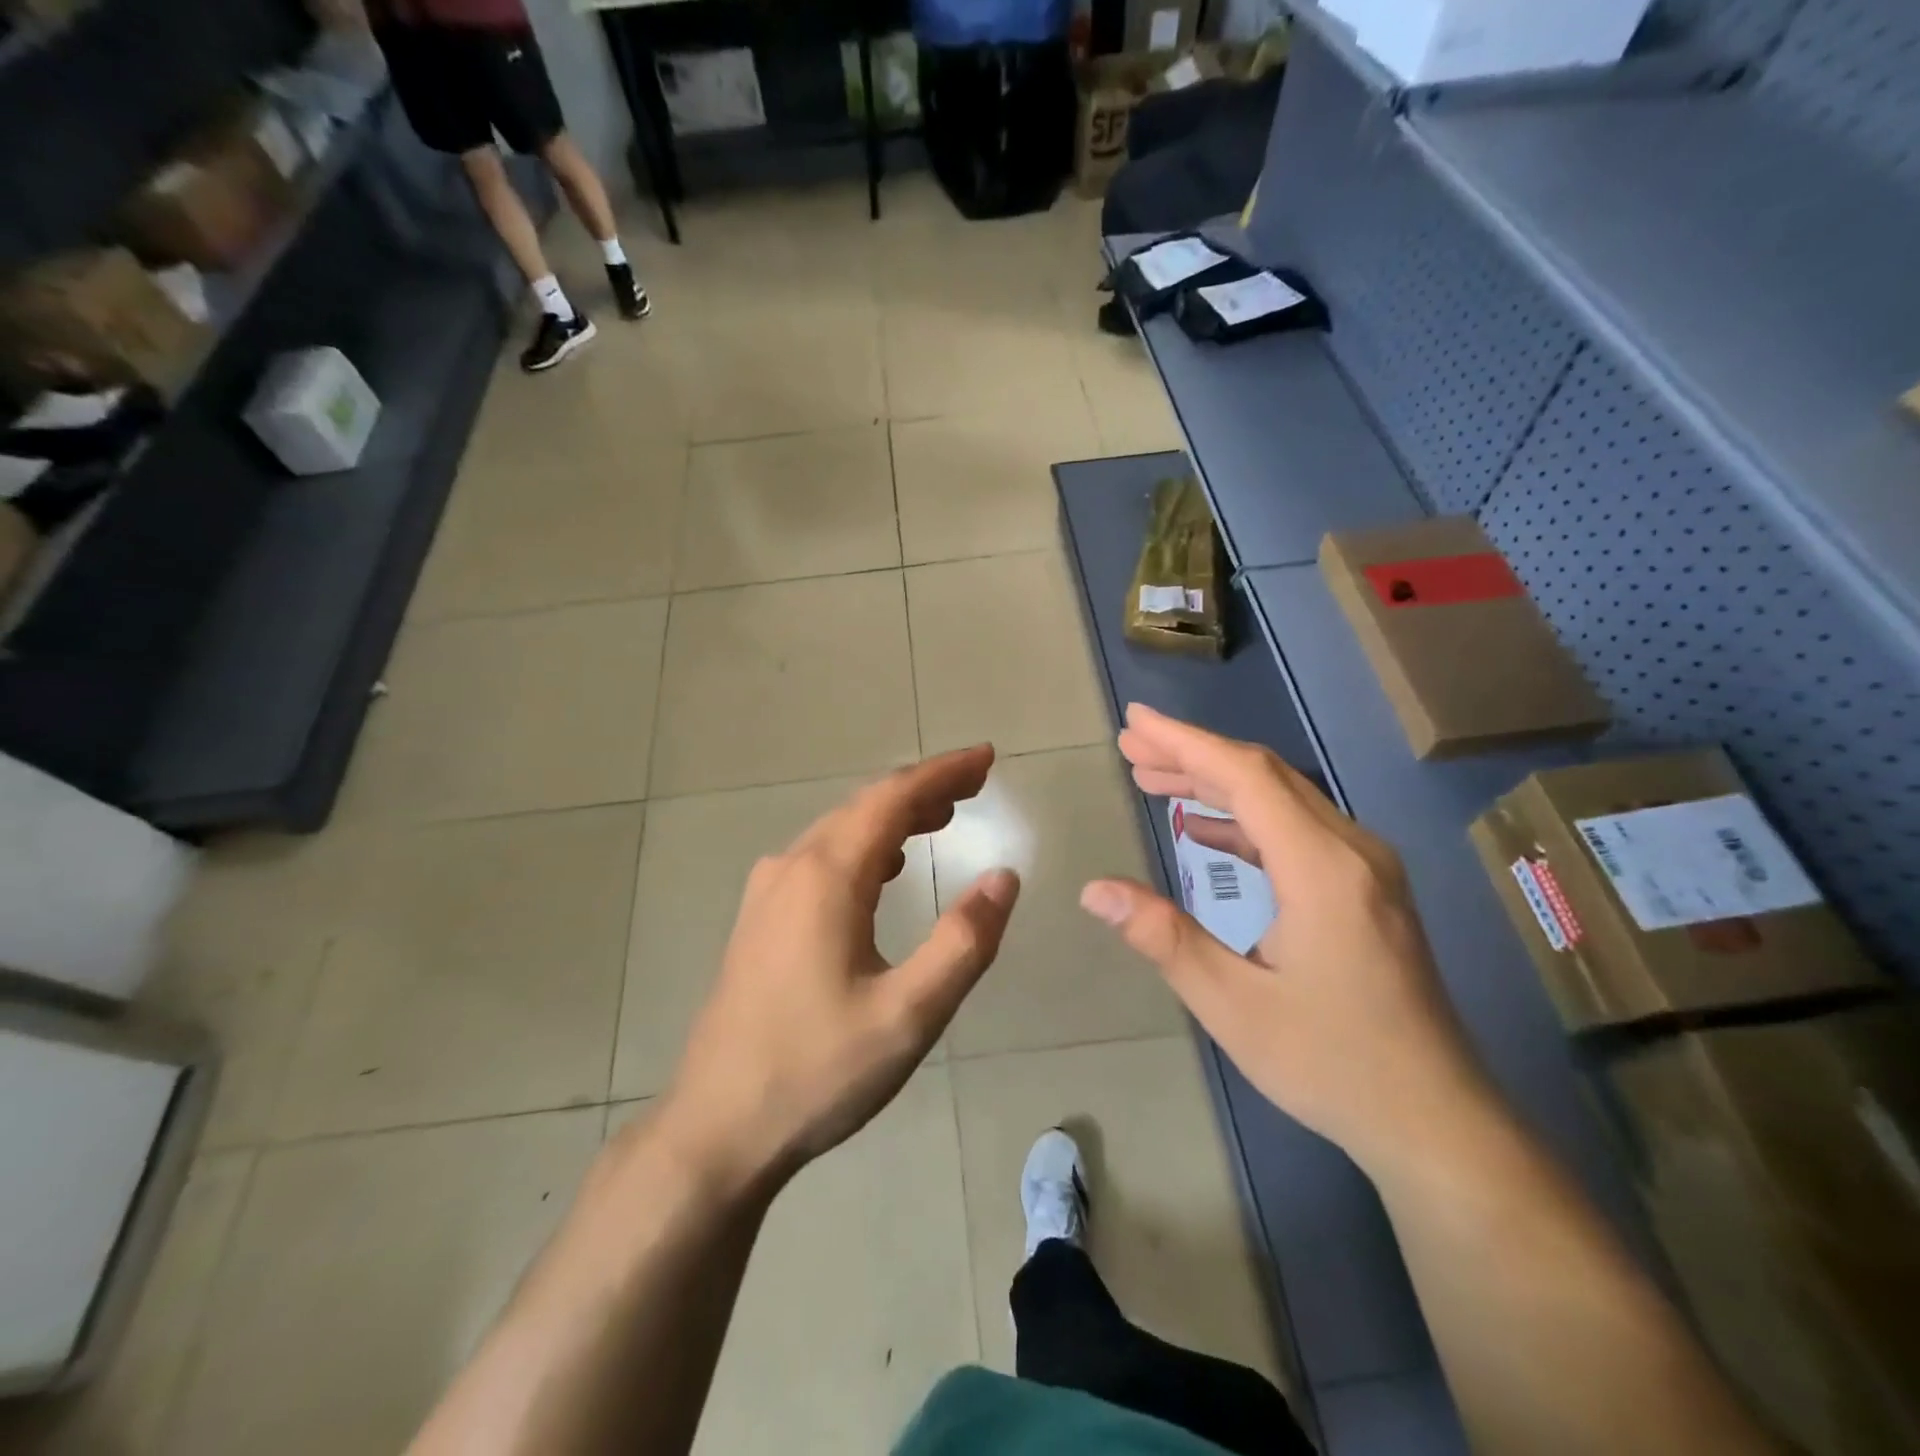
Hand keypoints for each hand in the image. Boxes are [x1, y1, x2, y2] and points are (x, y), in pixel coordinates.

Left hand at [652, 746, 1019, 1192]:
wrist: (717, 1127)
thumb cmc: (817, 1071)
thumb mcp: (909, 1015)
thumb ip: (964, 942)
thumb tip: (1004, 877)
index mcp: (826, 876)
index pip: (893, 798)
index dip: (943, 772)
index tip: (986, 758)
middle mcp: (792, 867)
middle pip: (865, 806)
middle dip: (924, 789)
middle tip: (976, 785)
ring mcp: (768, 893)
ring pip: (840, 831)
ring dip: (894, 817)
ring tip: (942, 818)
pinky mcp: (760, 920)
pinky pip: (820, 859)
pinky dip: (865, 847)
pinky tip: (885, 869)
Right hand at [1080, 704, 1491, 1170]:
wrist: (1436, 1120)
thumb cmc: (1331, 1063)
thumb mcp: (1232, 1006)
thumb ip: (1162, 937)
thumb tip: (1094, 890)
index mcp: (1321, 868)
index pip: (1244, 777)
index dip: (1184, 743)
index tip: (1135, 722)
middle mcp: (1351, 850)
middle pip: (1264, 776)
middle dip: (1192, 755)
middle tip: (1131, 747)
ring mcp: (1366, 868)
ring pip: (1283, 798)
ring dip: (1217, 783)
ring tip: (1155, 778)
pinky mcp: (1367, 888)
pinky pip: (1298, 829)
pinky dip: (1245, 819)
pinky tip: (1206, 831)